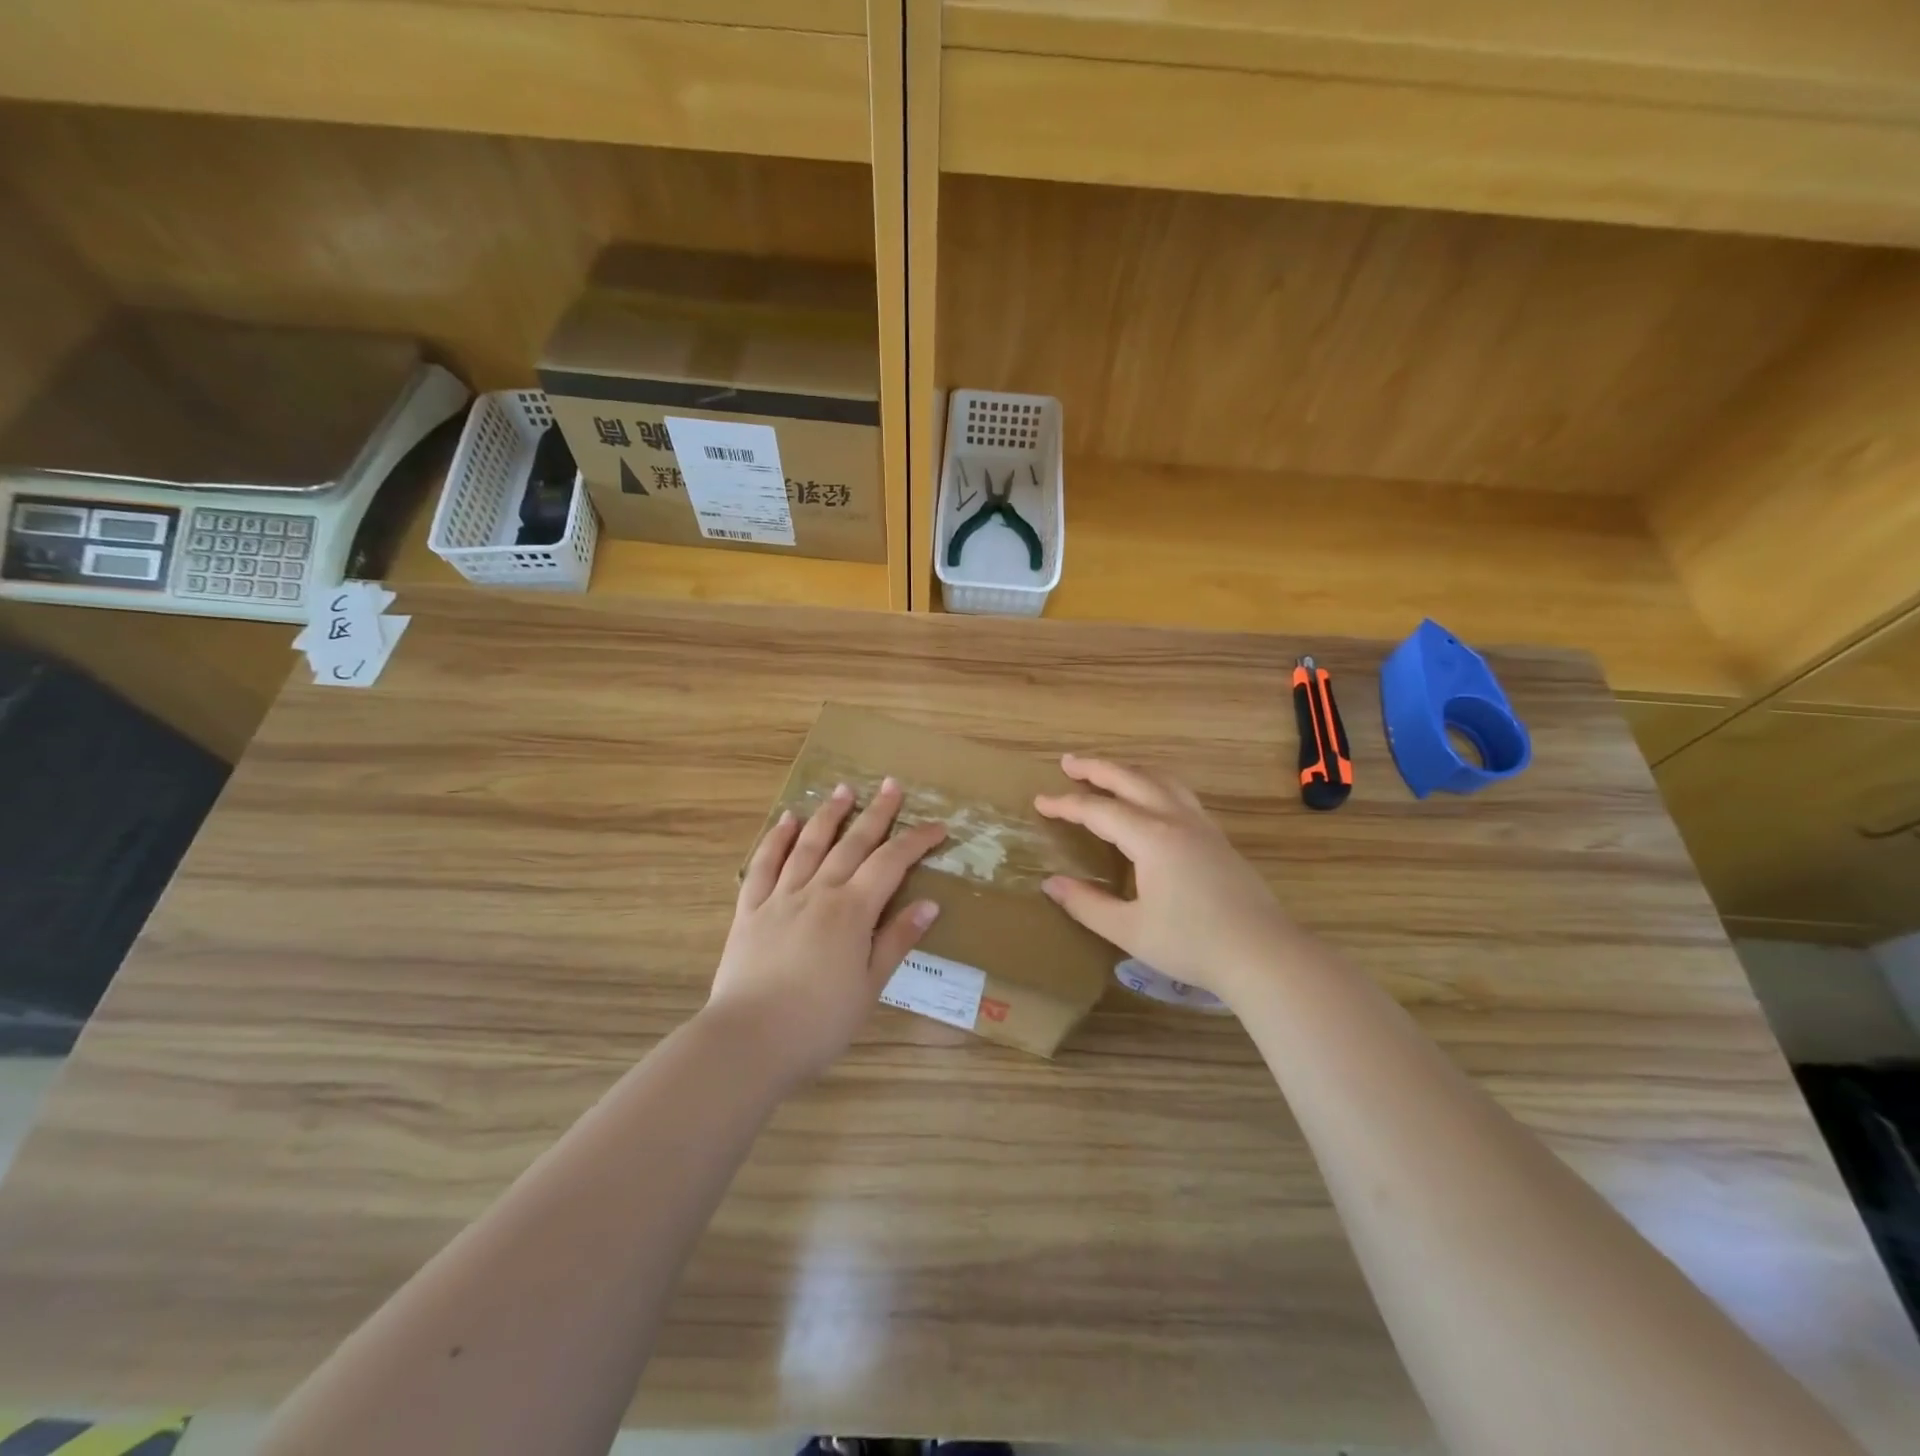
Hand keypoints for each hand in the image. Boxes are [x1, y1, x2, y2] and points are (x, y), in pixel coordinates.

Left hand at [708, 778, 947, 1083]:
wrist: (750, 1040)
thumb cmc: (819, 1022)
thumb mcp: (869, 986)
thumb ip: (896, 941)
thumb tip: (928, 904)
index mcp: (852, 911)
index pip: (891, 863)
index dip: (917, 841)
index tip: (939, 827)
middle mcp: (818, 892)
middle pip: (852, 843)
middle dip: (876, 813)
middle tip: (892, 785)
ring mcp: (780, 897)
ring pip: (808, 844)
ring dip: (829, 815)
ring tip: (844, 789)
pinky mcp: (750, 910)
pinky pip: (764, 865)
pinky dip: (776, 839)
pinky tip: (786, 820)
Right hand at [1034, 755, 1298, 1006]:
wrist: (1263, 954)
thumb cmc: (1192, 944)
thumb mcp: (1129, 930)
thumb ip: (1087, 904)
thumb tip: (1051, 884)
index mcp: (1151, 838)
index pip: (1099, 811)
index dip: (1066, 804)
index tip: (1040, 801)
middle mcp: (1176, 820)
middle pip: (1131, 779)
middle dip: (1096, 768)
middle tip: (1068, 762)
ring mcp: (1202, 826)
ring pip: (1161, 780)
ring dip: (1129, 770)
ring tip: (1108, 772)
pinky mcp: (1218, 838)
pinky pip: (1180, 794)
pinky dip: (1154, 784)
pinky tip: (1152, 800)